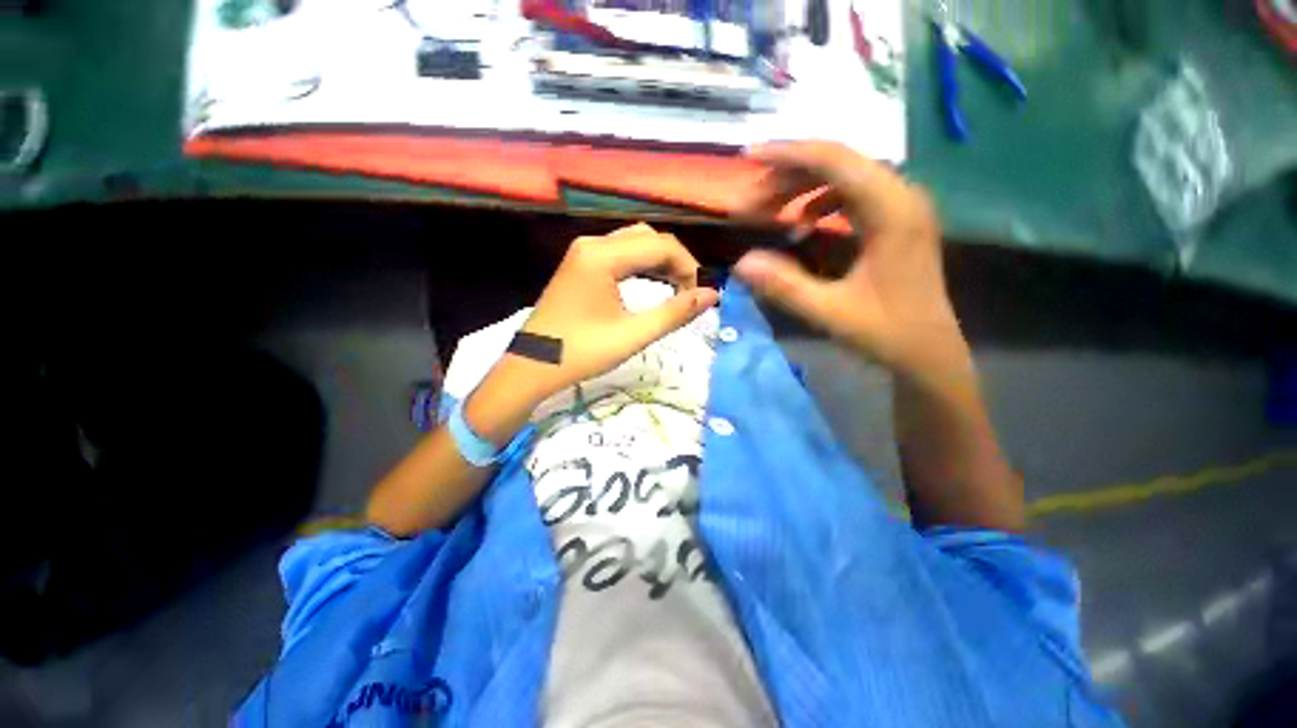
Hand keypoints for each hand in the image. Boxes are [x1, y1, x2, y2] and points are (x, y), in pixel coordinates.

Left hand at [510, 223, 718, 403]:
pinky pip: (619, 253)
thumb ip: (674, 313)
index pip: (660, 245)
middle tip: (688, 292)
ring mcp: (583, 252)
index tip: (699, 296)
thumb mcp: (632, 336)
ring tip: (676, 289)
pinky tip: (652, 283)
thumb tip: (711, 295)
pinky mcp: (580, 263)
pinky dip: (641, 265)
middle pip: (647, 237)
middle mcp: (592, 244)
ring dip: (659, 261)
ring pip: (633, 242)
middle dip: (675, 261)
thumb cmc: (581, 353)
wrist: (532, 366)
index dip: (688, 267)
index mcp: (602, 256)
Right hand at [733, 141, 968, 380]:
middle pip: (839, 162)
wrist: (928, 351)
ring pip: (844, 176)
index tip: (748, 158)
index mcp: (892, 211)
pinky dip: (820, 200)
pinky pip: (852, 194)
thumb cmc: (886, 332)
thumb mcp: (831, 313)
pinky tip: (802, 221)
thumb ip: (786, 286)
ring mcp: (900, 206)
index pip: (835, 160)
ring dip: (802, 186)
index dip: (788, 154)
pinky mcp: (894, 220)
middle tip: (750, 200)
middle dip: (788, 174)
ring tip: (768, 208)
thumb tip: (741, 263)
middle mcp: (901, 196)